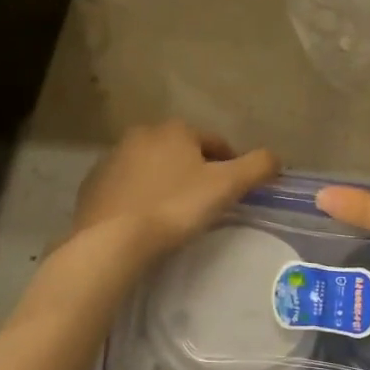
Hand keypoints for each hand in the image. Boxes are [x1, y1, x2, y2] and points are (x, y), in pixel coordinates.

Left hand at [71, 121, 279, 261]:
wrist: (112, 240)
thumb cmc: (175, 207)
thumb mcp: (227, 186)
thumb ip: (257, 167)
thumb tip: (276, 157)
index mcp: (175, 129)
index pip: (215, 142)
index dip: (230, 164)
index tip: (235, 190)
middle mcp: (142, 134)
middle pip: (181, 152)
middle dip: (195, 171)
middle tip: (206, 203)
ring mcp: (112, 158)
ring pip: (152, 167)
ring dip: (165, 182)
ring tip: (175, 214)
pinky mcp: (93, 185)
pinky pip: (127, 186)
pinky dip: (139, 197)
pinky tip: (145, 220)